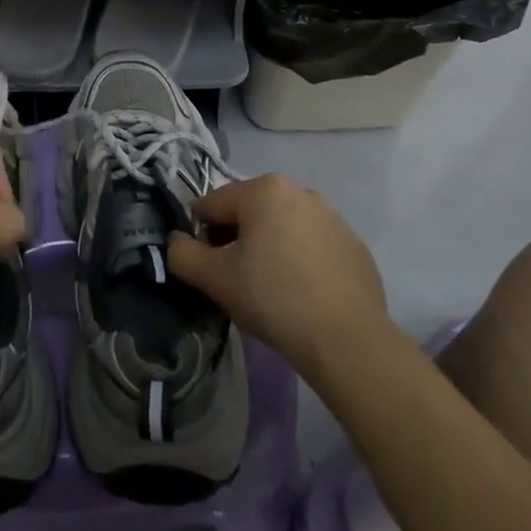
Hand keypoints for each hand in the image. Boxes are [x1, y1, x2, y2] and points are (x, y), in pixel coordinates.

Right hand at [167, 174, 389, 381]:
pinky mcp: (355, 247)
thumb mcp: (214, 278)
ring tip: (271, 292)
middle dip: (236, 242)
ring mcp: (333, 217)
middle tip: (237, 282)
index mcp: (264, 189)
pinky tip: (303, 297)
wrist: (347, 341)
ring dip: (269, 250)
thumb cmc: (273, 298)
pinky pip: (312, 248)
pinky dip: (301, 263)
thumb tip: (176, 242)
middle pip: (248, 213)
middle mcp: (300, 191)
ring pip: (282, 229)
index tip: (209, 271)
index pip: (212, 206)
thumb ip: (182, 254)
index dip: (201, 237)